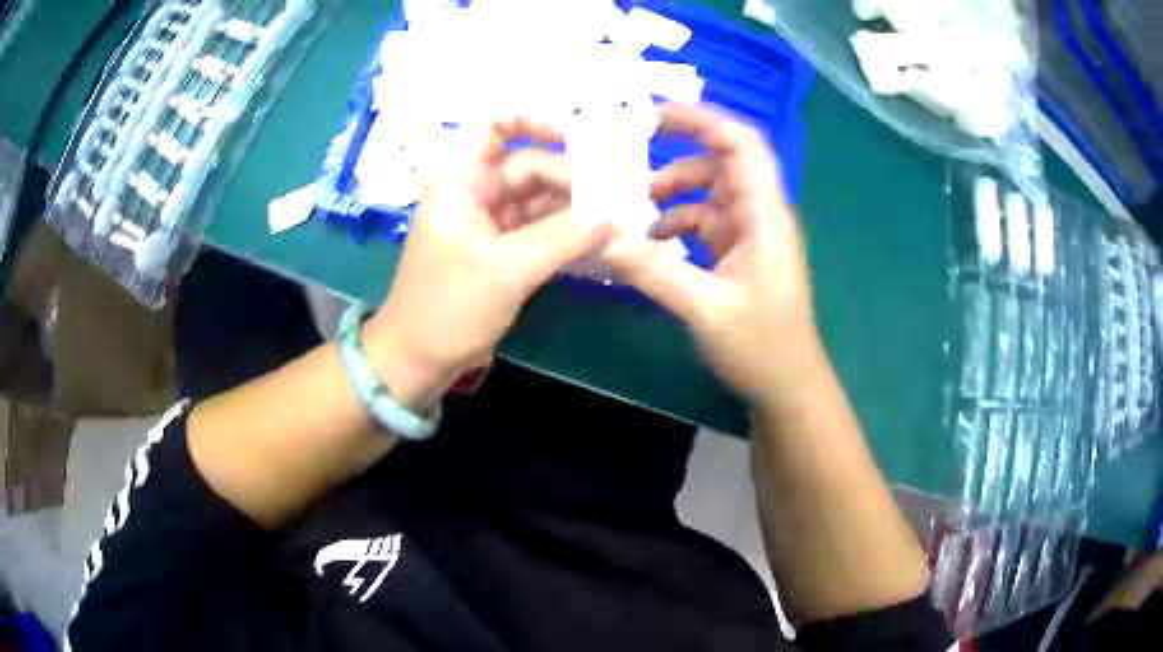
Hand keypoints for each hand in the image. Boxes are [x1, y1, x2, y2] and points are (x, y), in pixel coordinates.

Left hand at [363, 119, 613, 408]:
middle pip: (531, 166)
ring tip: (622, 218)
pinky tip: (601, 241)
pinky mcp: (504, 252)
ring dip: (577, 208)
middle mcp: (477, 193)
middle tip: (622, 195)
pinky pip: (543, 230)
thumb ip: (563, 237)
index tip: (578, 134)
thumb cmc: (447, 309)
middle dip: (574, 178)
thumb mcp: (505, 270)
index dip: (532, 119)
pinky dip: (569, 234)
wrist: (418, 361)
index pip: (493, 126)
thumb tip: (617, 213)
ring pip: (541, 200)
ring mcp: (492, 224)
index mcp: (461, 181)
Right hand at [605, 104, 822, 409]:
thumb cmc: (762, 346)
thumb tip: (603, 239)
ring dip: (676, 190)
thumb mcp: (706, 309)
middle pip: (724, 161)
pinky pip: (706, 221)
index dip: (704, 121)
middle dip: (680, 150)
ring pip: (711, 191)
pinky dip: (678, 222)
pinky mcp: (739, 254)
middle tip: (631, 150)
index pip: (744, 145)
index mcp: (764, 216)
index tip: (655, 115)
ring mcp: (750, 235)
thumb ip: (655, 272)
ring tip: (637, 206)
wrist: (787, 387)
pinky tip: (653, 243)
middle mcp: (760, 215)